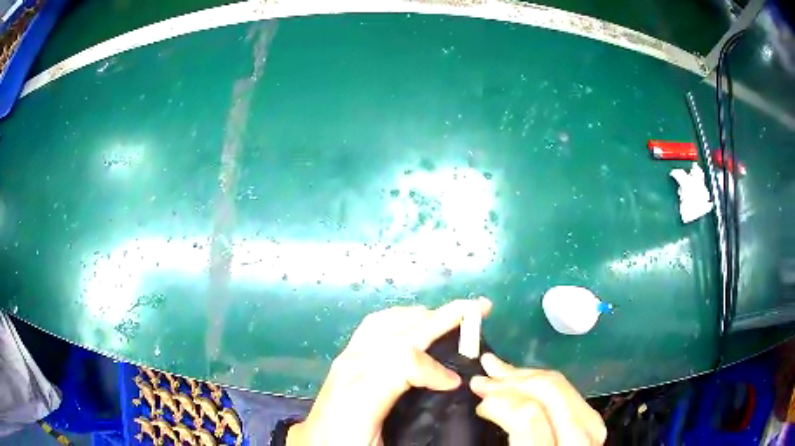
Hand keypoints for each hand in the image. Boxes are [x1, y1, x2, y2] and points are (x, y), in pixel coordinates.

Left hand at [287, 298, 491, 445]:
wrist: (315, 444)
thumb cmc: (347, 444)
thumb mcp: (381, 444)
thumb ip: (416, 422)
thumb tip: (449, 396)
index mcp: (359, 393)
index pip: (402, 361)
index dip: (435, 369)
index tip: (456, 383)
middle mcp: (352, 367)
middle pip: (399, 331)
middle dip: (443, 317)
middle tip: (477, 308)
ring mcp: (347, 357)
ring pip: (387, 321)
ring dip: (422, 315)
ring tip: (451, 316)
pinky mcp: (346, 356)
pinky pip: (373, 326)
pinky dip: (401, 318)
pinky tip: (415, 323)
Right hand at [470, 353, 605, 445]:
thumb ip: (506, 434)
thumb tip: (487, 404)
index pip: (529, 417)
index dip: (501, 402)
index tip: (479, 402)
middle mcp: (578, 439)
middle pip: (551, 392)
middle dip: (513, 381)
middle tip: (483, 378)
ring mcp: (591, 429)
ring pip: (563, 386)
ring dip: (527, 378)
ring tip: (500, 372)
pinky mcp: (592, 423)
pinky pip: (569, 393)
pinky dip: (543, 385)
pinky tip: (526, 381)